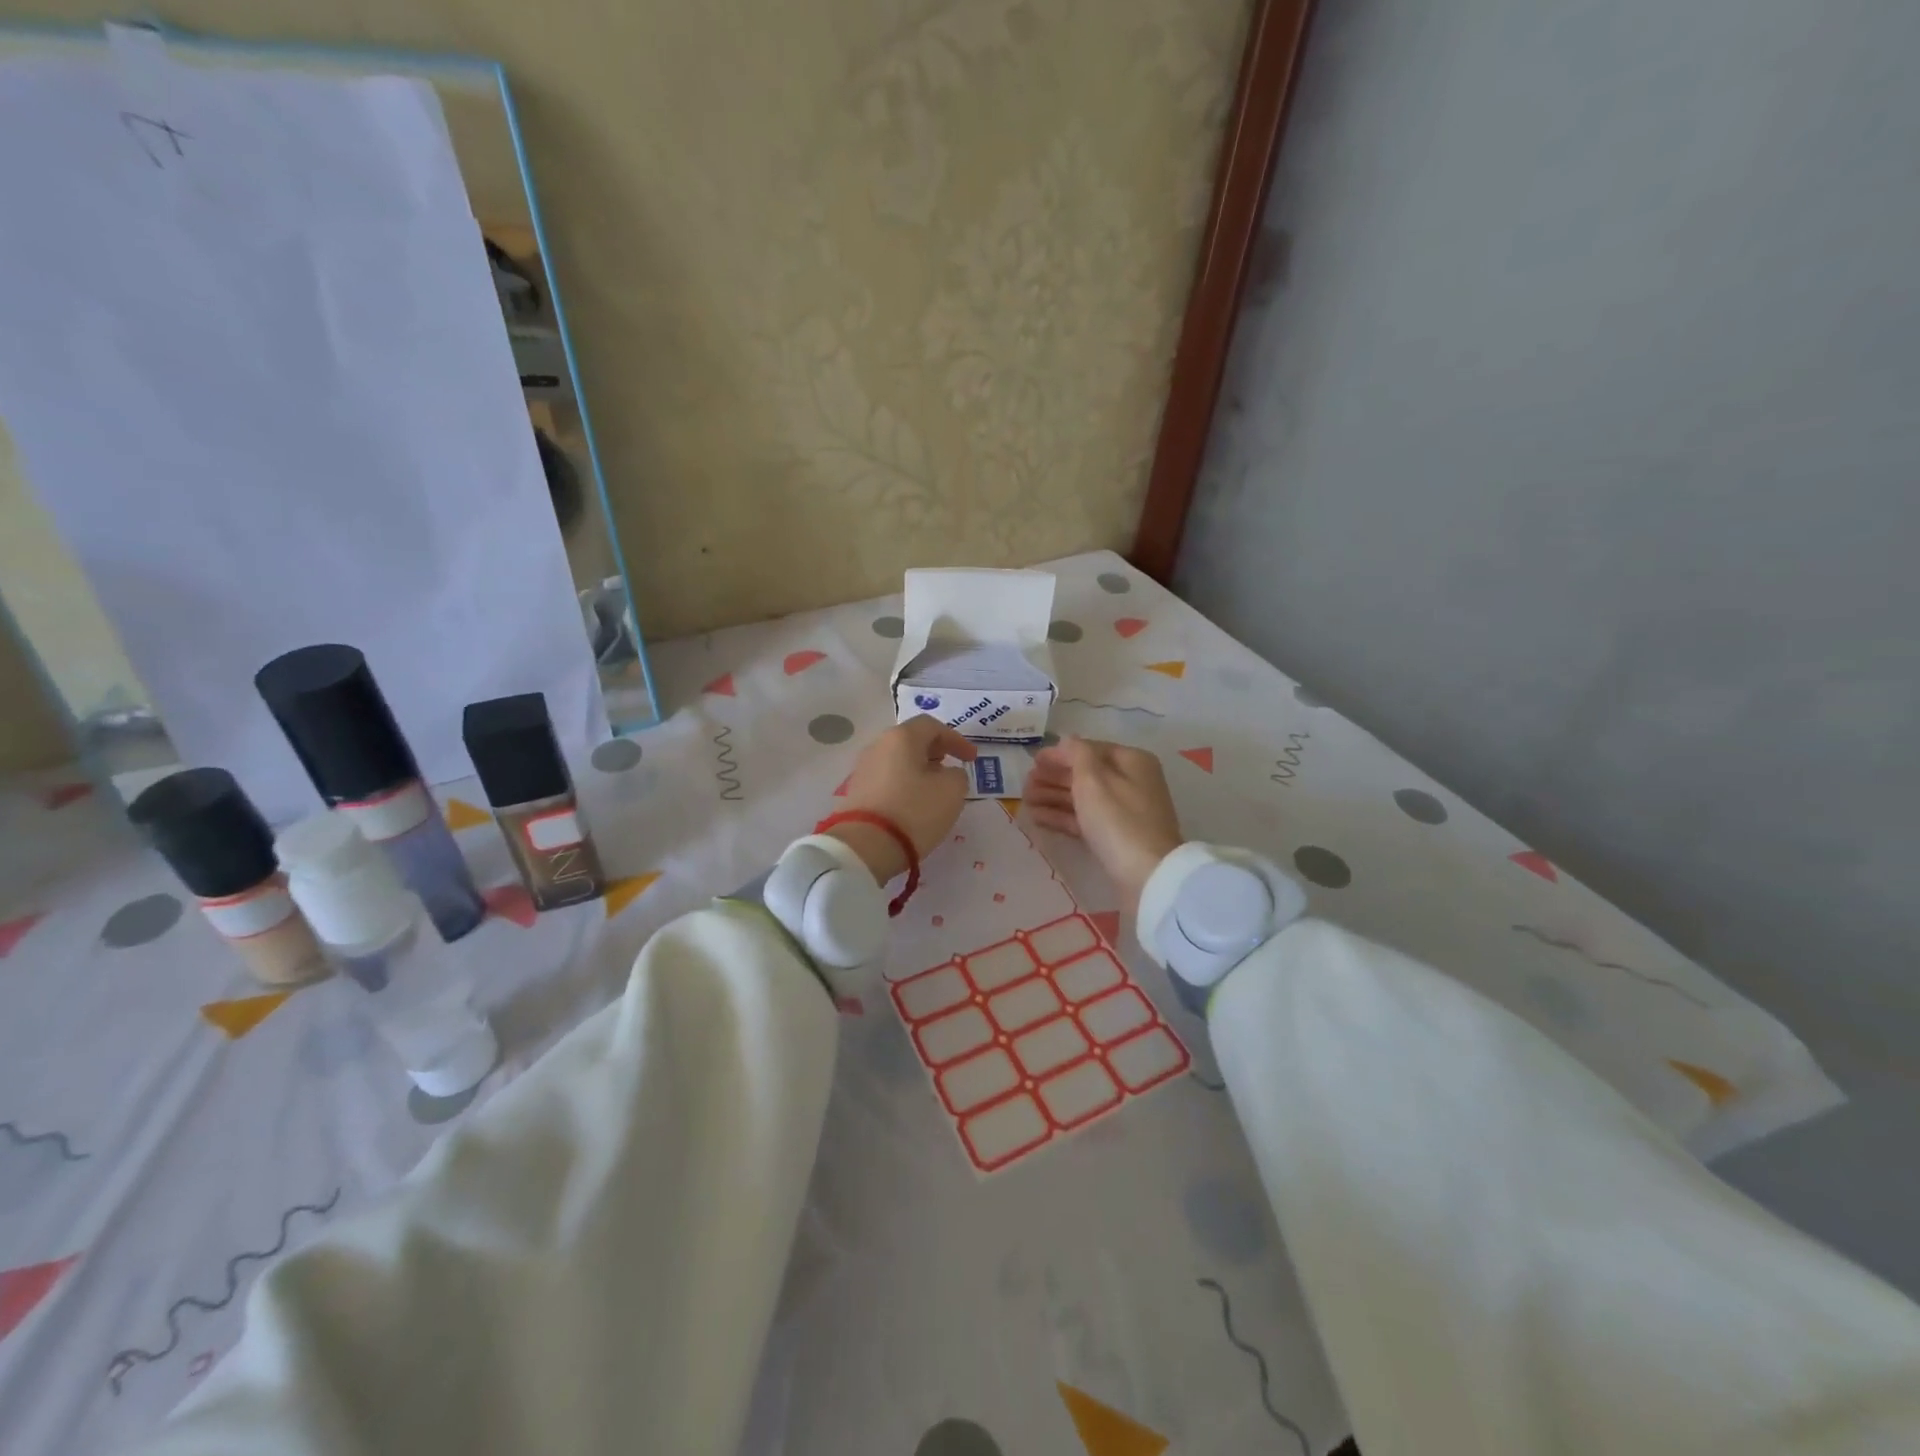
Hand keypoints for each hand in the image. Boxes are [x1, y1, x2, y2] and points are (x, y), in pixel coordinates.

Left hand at [825, 716, 975, 882]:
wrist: (865, 846)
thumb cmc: (914, 811)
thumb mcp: (952, 791)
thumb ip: (957, 775)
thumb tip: (947, 774)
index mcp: (901, 737)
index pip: (932, 726)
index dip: (956, 739)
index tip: (972, 759)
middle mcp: (878, 746)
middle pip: (911, 740)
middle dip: (935, 751)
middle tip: (951, 767)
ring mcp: (863, 769)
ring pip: (898, 760)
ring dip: (919, 769)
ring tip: (935, 788)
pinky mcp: (856, 792)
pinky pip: (887, 779)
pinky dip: (905, 784)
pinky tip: (914, 802)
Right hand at [1026, 737, 1183, 912]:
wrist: (1146, 875)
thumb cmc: (1117, 819)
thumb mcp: (1093, 778)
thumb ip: (1077, 753)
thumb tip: (1067, 741)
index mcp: (1131, 761)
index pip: (1090, 750)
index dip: (1060, 754)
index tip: (1033, 761)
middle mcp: (1131, 782)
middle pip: (1085, 774)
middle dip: (1053, 777)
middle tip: (1024, 784)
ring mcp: (1124, 812)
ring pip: (1083, 798)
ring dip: (1053, 797)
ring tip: (1025, 801)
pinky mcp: (1115, 837)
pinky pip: (1085, 820)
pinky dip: (1062, 817)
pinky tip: (1038, 818)